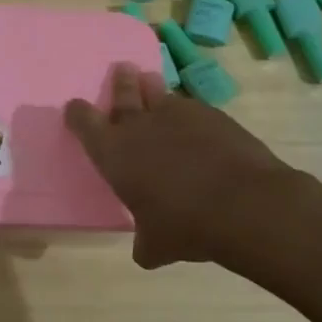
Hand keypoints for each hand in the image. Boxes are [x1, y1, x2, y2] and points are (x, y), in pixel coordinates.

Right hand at [64, 62, 316, 270]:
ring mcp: (177, 114)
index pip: (83, 121)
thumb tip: (146, 251)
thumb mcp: (156, 245)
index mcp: (113, 152)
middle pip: (124, 92)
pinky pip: (192, 107)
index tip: (75, 109)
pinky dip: (189, 113)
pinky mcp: (212, 114)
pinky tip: (196, 124)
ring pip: (159, 92)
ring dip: (153, 88)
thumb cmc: (186, 226)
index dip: (77, 113)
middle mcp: (139, 126)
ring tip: (152, 82)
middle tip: (121, 70)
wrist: (246, 205)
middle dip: (120, 82)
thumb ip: (145, 242)